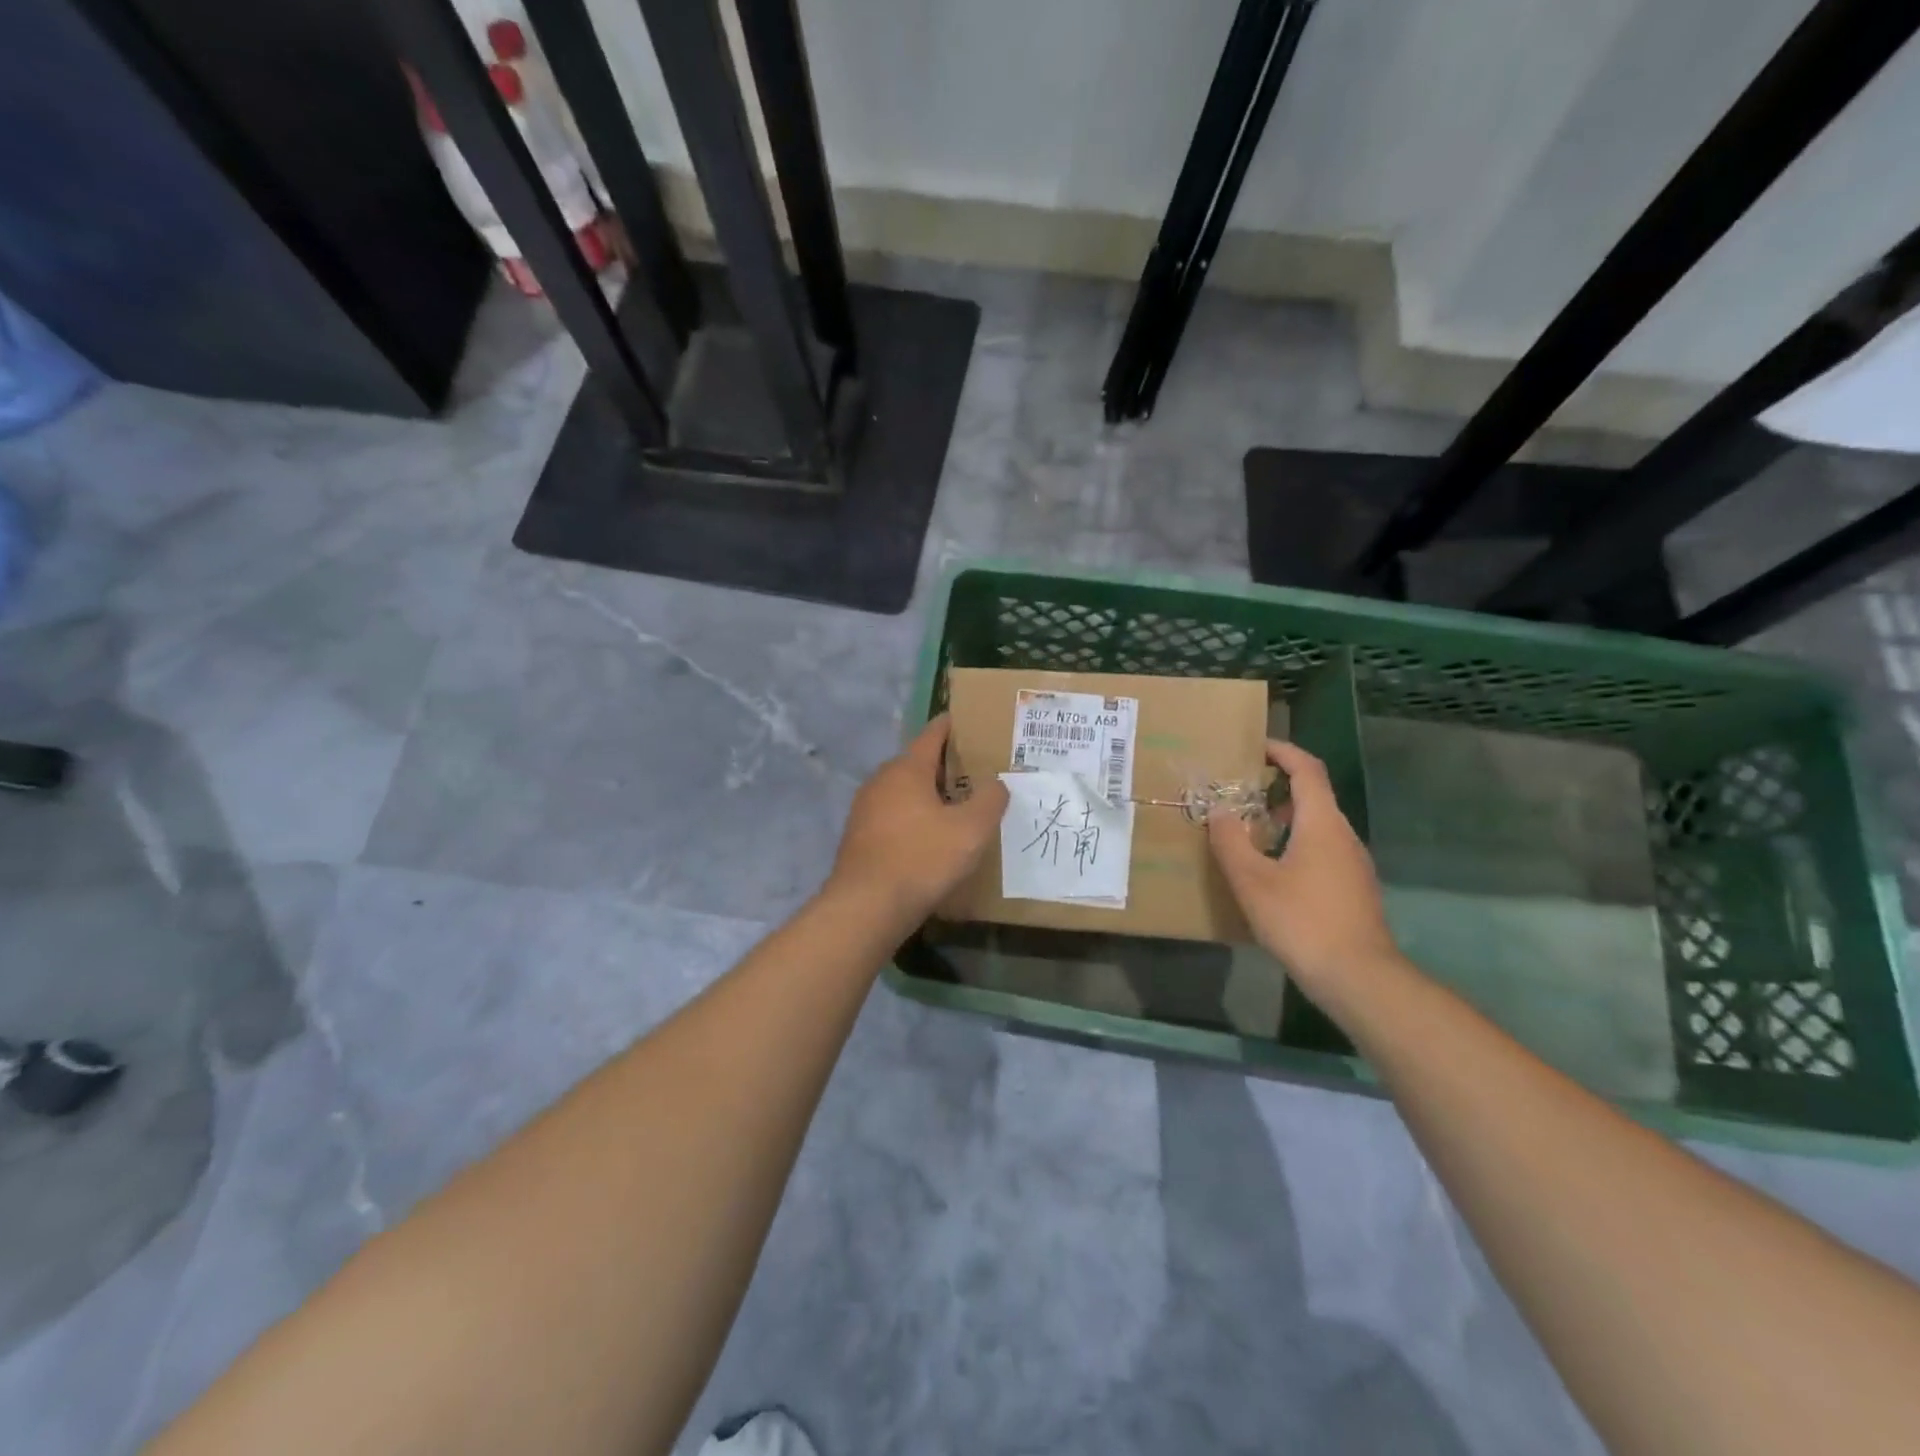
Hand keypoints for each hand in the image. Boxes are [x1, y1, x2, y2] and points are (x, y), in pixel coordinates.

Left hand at [829, 715, 1008, 925]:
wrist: (866, 907)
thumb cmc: (922, 859)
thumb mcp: (971, 830)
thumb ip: (990, 800)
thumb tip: (996, 784)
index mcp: (907, 768)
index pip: (933, 734)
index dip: (953, 726)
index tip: (972, 722)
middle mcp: (881, 781)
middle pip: (919, 763)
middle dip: (947, 766)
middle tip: (978, 773)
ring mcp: (865, 809)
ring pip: (905, 792)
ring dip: (930, 796)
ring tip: (960, 808)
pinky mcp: (860, 837)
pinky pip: (894, 817)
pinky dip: (915, 819)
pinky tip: (932, 840)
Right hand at [1208, 740, 1401, 1011]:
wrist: (1359, 977)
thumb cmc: (1302, 921)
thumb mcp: (1252, 880)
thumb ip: (1230, 841)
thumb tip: (1219, 810)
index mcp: (1322, 823)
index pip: (1307, 769)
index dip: (1282, 752)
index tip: (1254, 747)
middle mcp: (1343, 835)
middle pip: (1312, 796)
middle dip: (1275, 787)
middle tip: (1239, 793)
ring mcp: (1353, 864)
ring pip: (1317, 826)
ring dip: (1283, 819)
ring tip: (1247, 831)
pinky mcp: (1353, 889)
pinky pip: (1321, 850)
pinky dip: (1294, 844)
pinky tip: (1270, 871)